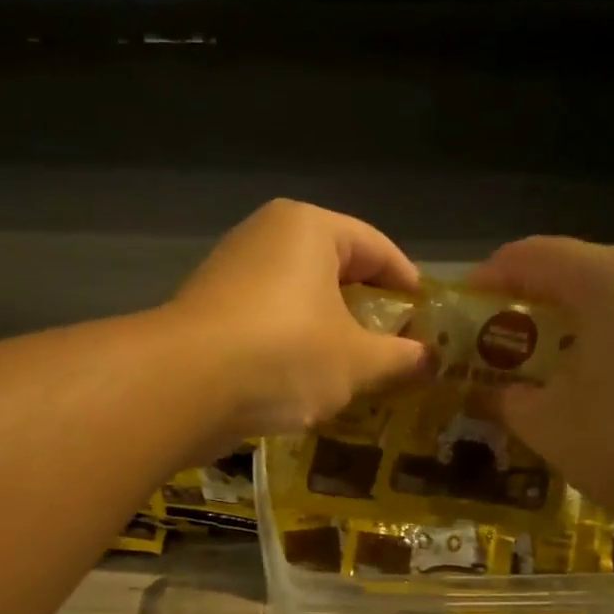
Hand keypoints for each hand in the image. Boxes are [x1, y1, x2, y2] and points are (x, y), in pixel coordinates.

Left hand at [168, 199, 427, 445]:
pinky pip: (265, 323)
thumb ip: (399, 358)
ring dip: (326, 333)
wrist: (183, 386)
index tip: (427, 318)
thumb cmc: (284, 355)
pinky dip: (289, 347)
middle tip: (394, 347)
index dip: (408, 284)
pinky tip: (303, 382)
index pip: (376, 247)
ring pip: (296, 300)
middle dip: (366, 311)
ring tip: (353, 371)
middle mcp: (265, 236)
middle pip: (333, 270)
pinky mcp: (206, 312)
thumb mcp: (356, 361)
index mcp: (308, 227)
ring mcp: (229, 273)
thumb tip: (430, 360)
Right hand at [470, 238, 613, 530]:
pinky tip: (609, 393)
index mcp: (612, 278)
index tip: (459, 313)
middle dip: (529, 311)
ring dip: (573, 331)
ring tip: (549, 377)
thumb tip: (493, 394)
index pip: (530, 255)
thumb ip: (509, 401)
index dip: (486, 280)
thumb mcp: (554, 427)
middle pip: (577, 274)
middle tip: (498, 353)